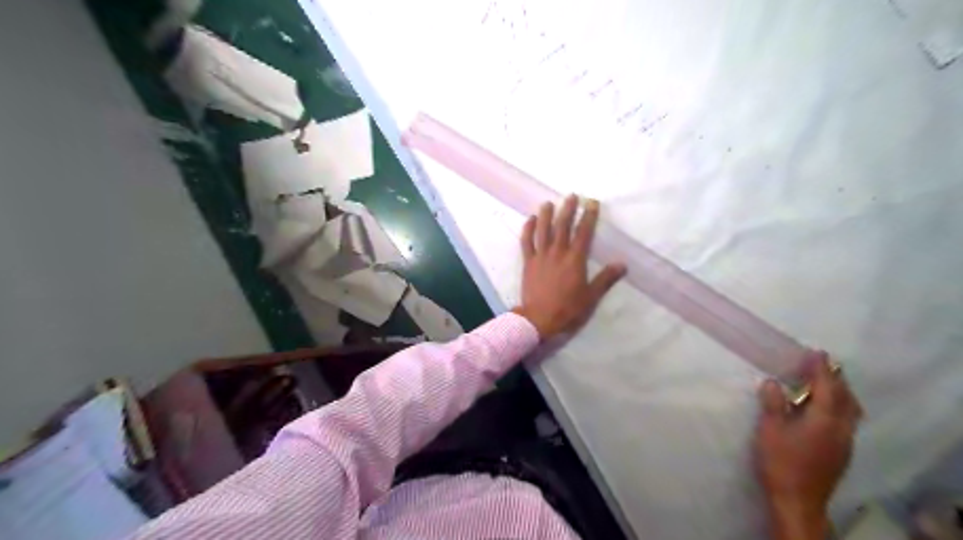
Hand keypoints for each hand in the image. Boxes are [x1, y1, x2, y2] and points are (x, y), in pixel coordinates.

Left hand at [511, 195, 625, 338]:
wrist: (539, 319)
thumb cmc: (568, 309)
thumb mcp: (591, 296)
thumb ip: (606, 278)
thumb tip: (622, 264)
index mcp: (575, 260)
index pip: (584, 233)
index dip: (589, 216)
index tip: (592, 203)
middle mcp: (557, 253)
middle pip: (563, 226)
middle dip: (568, 209)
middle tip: (572, 196)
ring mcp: (540, 256)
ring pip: (543, 230)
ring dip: (546, 215)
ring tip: (549, 203)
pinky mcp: (528, 262)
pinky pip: (526, 242)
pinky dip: (528, 229)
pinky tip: (530, 220)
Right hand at [756, 353, 860, 537]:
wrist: (798, 500)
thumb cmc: (781, 462)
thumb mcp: (770, 430)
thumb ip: (773, 404)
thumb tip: (772, 382)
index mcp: (824, 420)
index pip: (827, 388)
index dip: (821, 369)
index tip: (816, 352)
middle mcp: (840, 429)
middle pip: (846, 398)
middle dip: (835, 379)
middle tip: (821, 365)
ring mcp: (844, 442)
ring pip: (850, 411)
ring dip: (839, 393)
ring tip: (823, 384)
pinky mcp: (841, 452)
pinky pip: (846, 421)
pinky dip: (838, 407)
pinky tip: (822, 410)